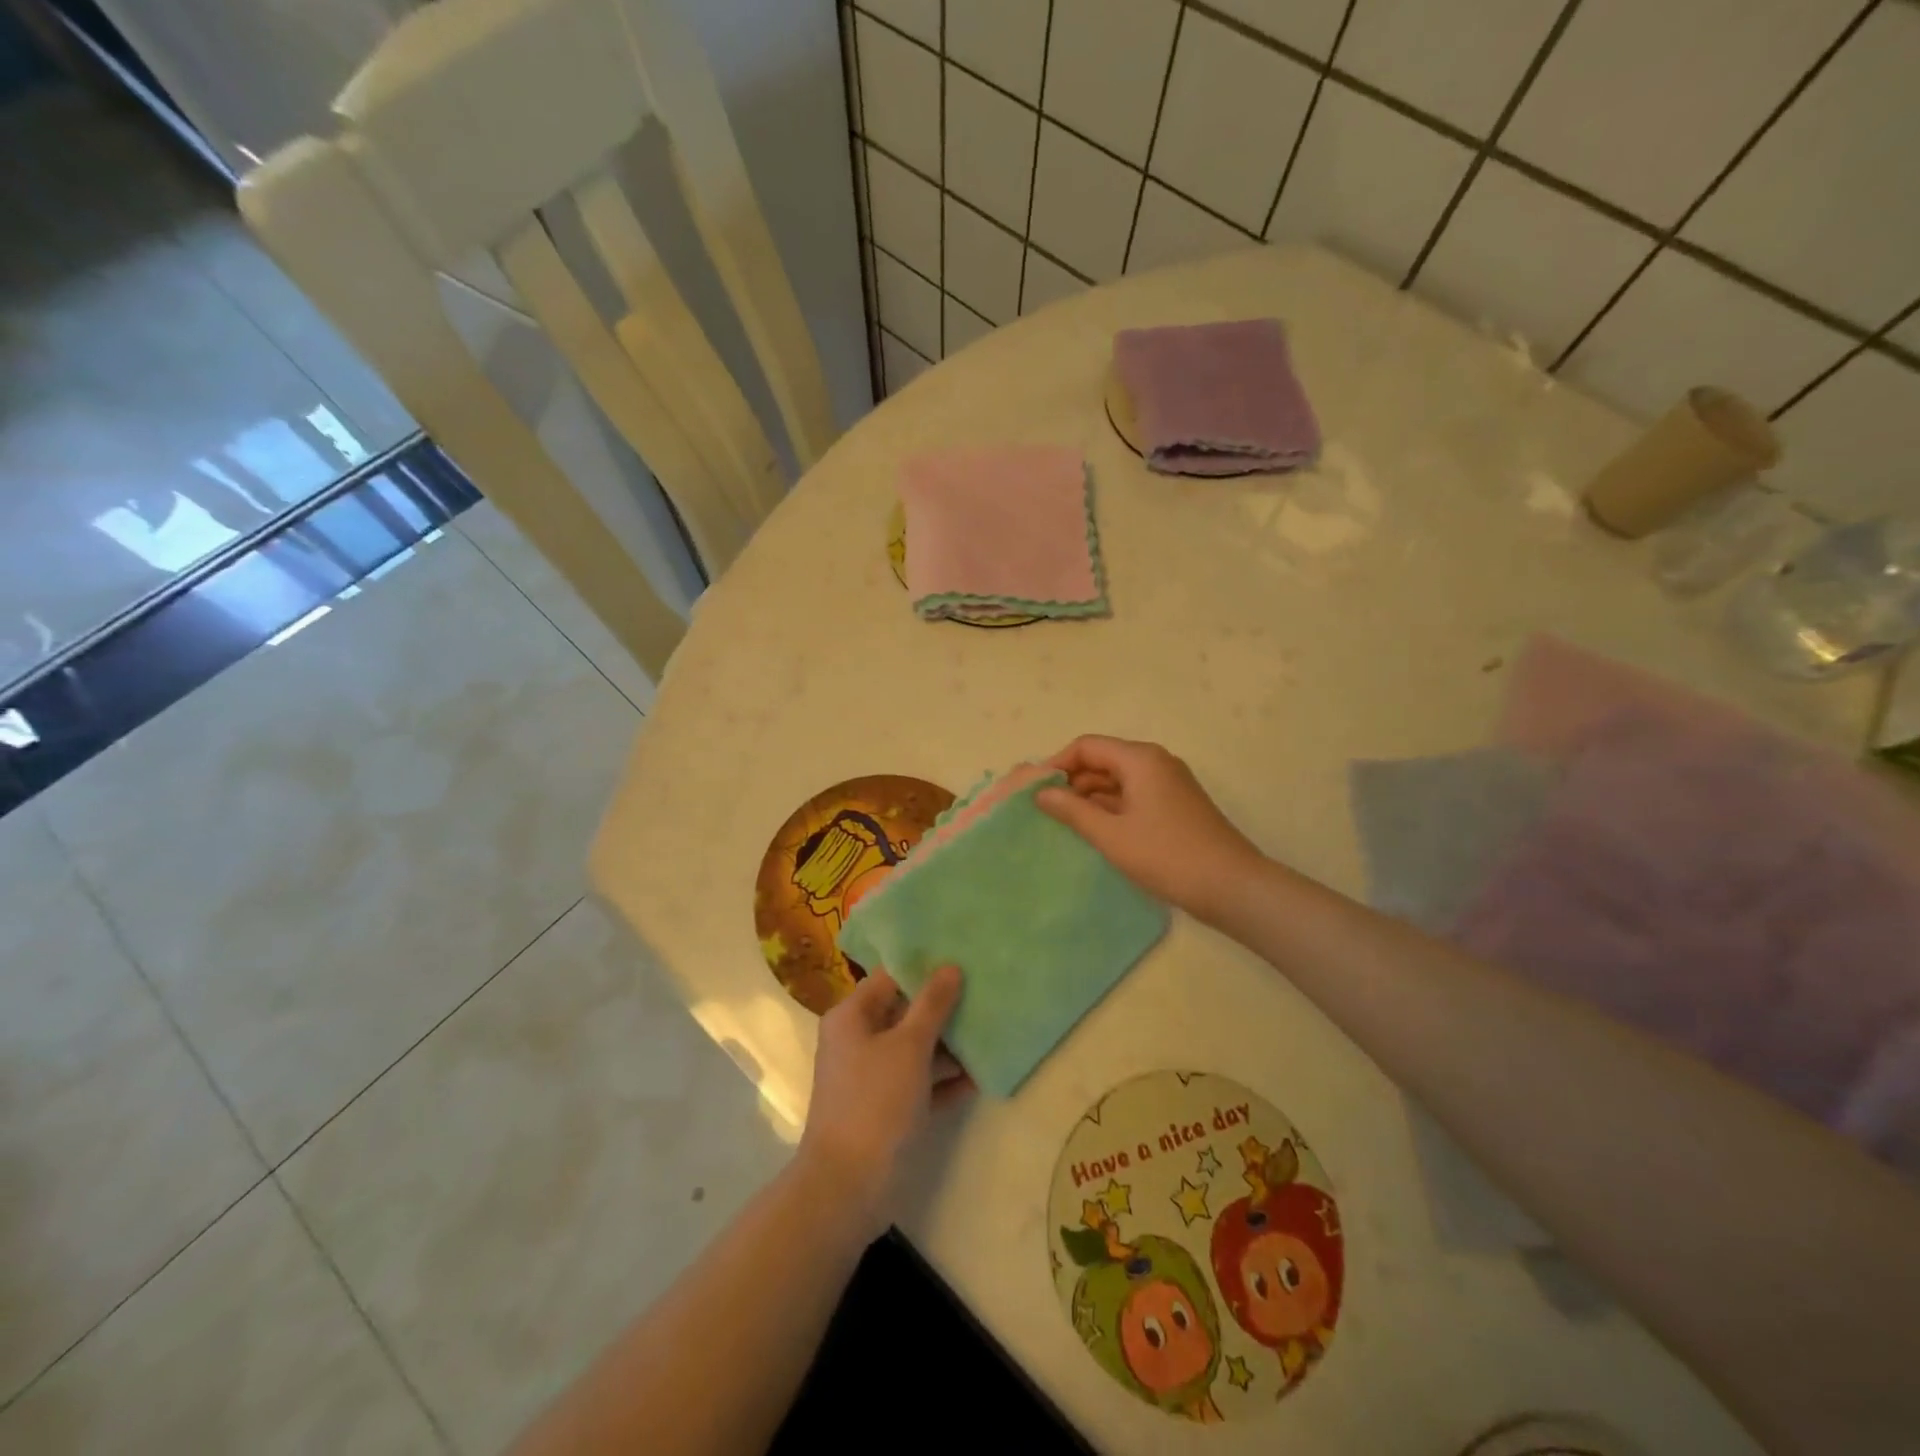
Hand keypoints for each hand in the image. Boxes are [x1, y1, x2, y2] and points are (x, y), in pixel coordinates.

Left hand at [798, 966, 969, 1237]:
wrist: (848, 1187)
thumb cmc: (875, 1102)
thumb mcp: (909, 1046)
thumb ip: (932, 1005)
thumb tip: (950, 966)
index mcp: (852, 1017)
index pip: (890, 978)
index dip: (925, 968)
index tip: (962, 960)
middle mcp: (858, 1040)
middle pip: (905, 1012)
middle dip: (943, 1008)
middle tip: (984, 993)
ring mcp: (872, 1077)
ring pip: (915, 1049)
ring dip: (949, 1045)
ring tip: (990, 1031)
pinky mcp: (887, 1109)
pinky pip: (919, 1083)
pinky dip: (944, 1080)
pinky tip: (980, 1076)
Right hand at [1037, 735, 1263, 922]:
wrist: (1232, 886)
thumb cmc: (1167, 856)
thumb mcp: (1111, 835)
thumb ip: (1072, 810)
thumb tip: (1040, 793)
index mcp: (1140, 759)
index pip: (1086, 746)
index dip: (1057, 764)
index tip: (1035, 791)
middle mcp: (1155, 762)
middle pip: (1102, 760)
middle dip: (1072, 782)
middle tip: (1045, 811)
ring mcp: (1168, 784)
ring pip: (1117, 780)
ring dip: (1090, 798)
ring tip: (1065, 825)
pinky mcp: (1175, 805)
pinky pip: (1133, 796)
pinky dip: (1111, 809)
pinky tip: (1095, 832)